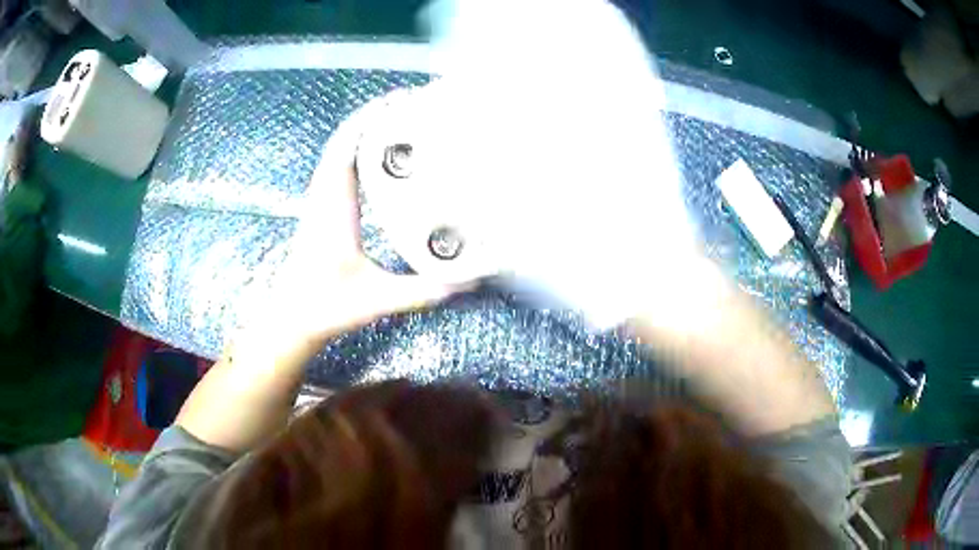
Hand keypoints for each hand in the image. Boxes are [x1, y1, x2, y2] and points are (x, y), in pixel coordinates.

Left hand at [241, 109, 466, 357]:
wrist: (291, 317)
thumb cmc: (325, 306)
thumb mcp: (378, 299)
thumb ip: (423, 291)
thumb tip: (470, 280)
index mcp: (334, 205)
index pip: (347, 145)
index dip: (372, 117)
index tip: (402, 100)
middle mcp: (325, 194)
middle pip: (345, 137)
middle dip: (376, 113)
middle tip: (413, 103)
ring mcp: (321, 199)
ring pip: (340, 148)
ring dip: (366, 127)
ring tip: (402, 118)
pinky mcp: (323, 208)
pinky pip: (339, 164)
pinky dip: (358, 147)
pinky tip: (382, 154)